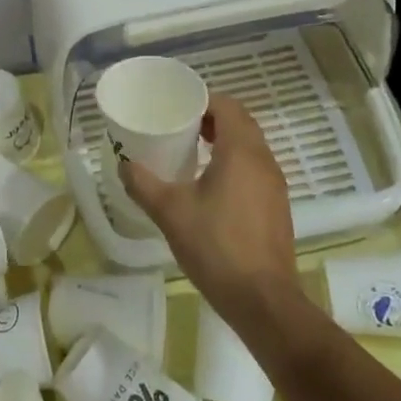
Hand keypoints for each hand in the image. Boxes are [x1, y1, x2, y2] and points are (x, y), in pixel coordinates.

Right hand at [119, 94, 298, 329]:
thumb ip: (143, 183)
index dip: (202, 100)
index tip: (177, 107)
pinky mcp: (277, 207)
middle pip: (241, 123)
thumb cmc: (216, 246)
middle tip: (180, 126)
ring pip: (250, 148)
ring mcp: (274, 185)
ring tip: (191, 152)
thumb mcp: (170, 212)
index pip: (227, 106)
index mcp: (241, 152)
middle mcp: (264, 161)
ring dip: (224, 142)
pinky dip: (234, 164)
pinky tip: (210, 187)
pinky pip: (255, 170)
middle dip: (211, 119)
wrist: (263, 300)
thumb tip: (123, 165)